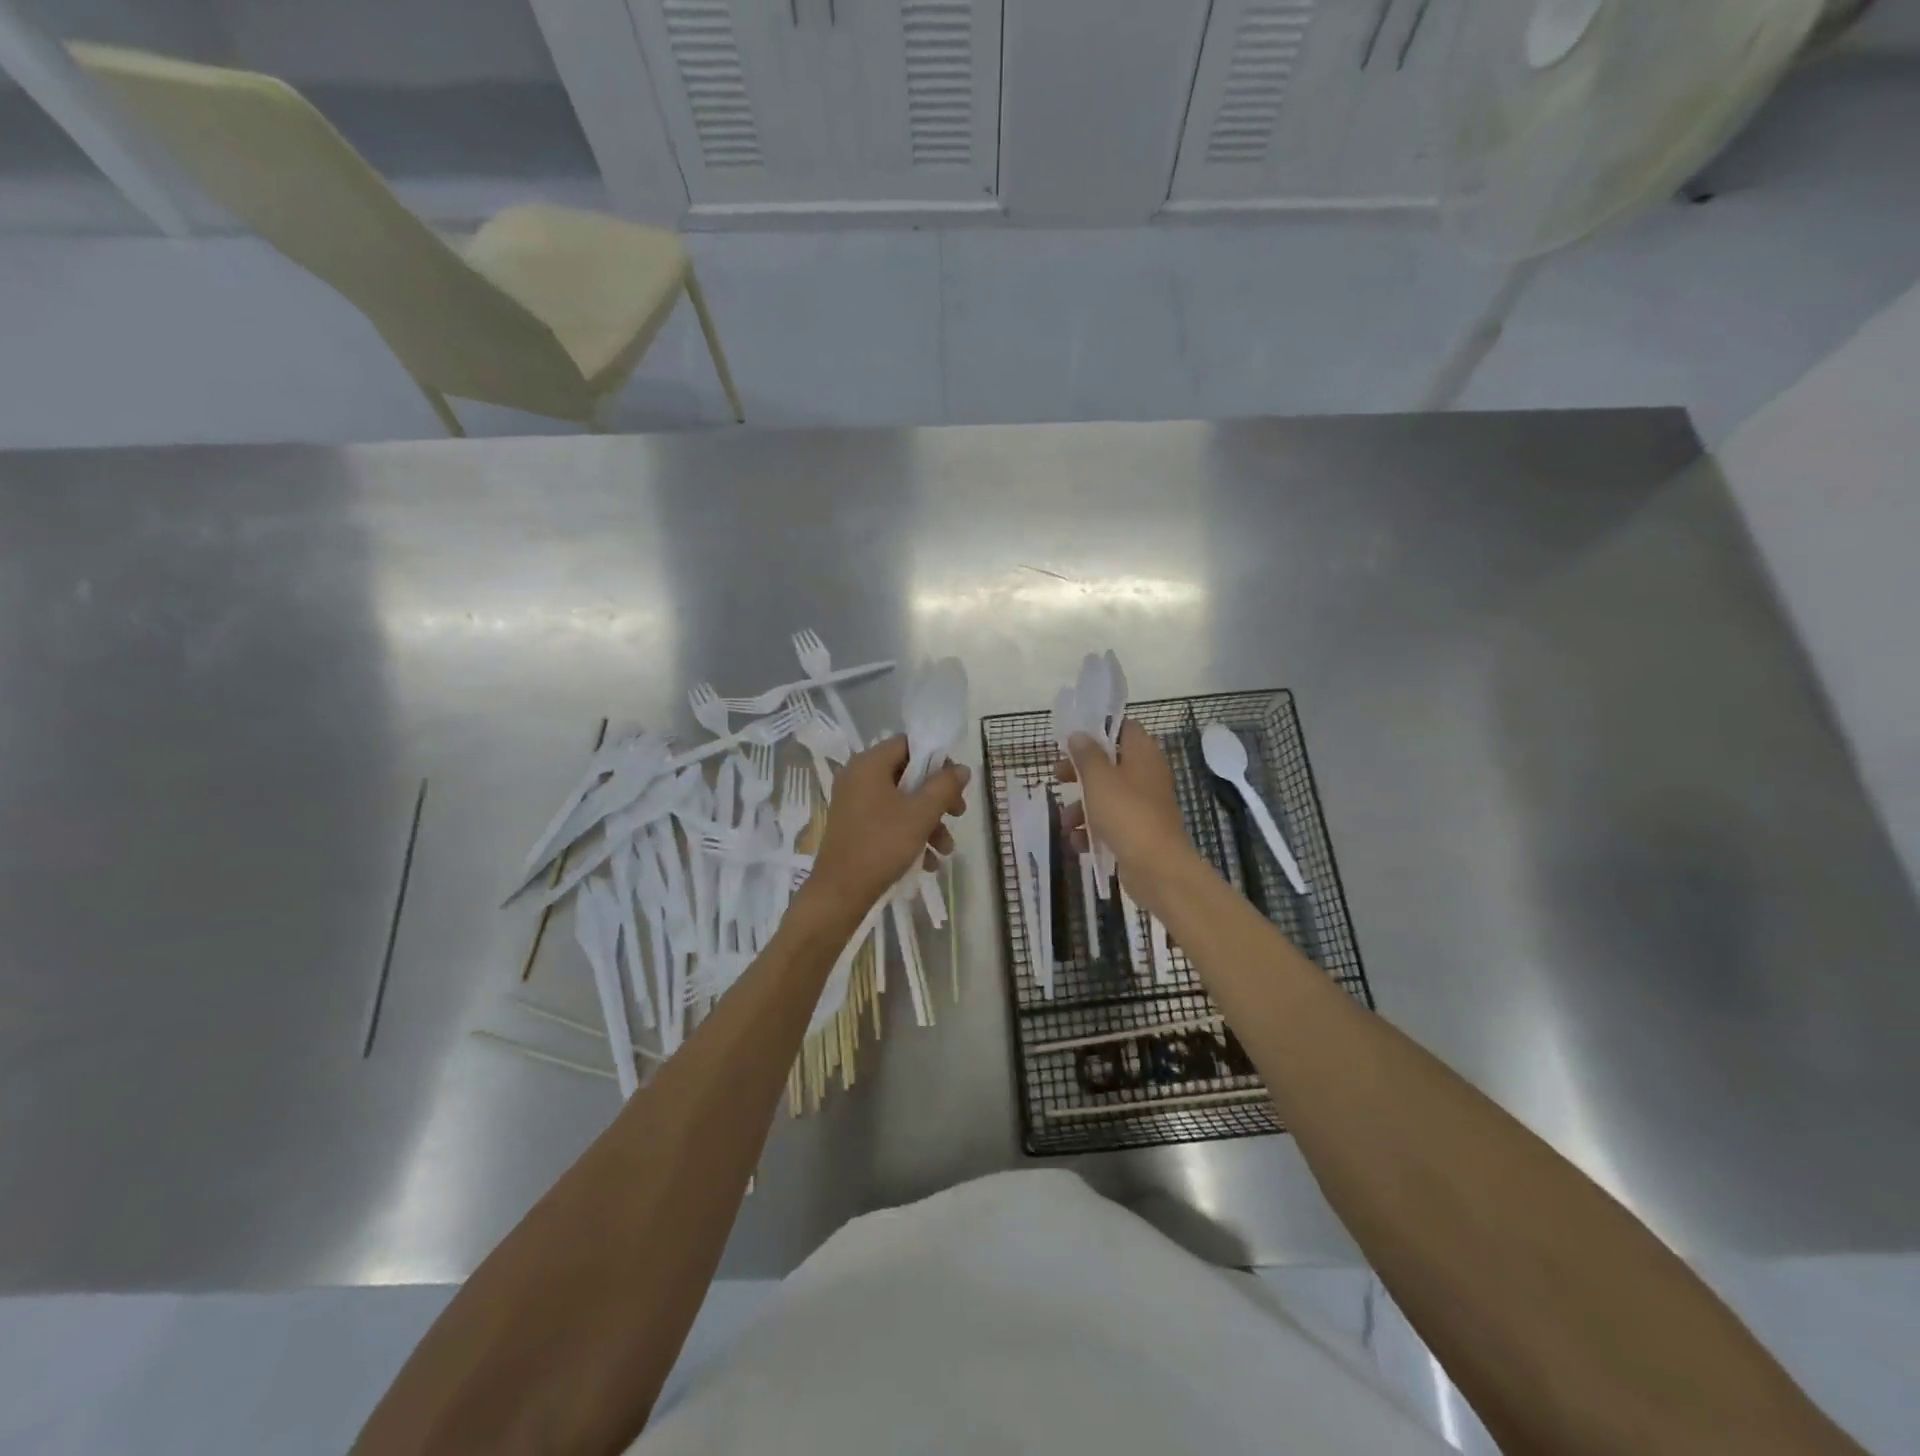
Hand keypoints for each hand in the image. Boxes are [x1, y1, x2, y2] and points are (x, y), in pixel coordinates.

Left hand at [802, 736, 968, 921]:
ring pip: (901, 802)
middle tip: (958, 814)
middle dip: (937, 798)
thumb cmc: (881, 844)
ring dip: (928, 822)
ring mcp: (853, 803)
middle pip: (907, 775)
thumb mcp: (921, 814)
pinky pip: (888, 821)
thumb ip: (944, 786)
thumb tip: (961, 768)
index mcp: (869, 764)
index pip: (907, 744)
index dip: (936, 759)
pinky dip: (909, 835)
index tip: (955, 783)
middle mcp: (857, 777)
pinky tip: (928, 862)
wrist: (840, 893)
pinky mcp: (854, 827)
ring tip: (945, 850)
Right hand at [1055, 720, 1200, 912]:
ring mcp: (1144, 806)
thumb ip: (1086, 755)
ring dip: (1082, 807)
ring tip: (1065, 822)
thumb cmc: (1126, 814)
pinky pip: (1111, 823)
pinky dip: (1093, 830)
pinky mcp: (1139, 832)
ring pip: (1107, 796)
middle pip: (1110, 763)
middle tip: (1058, 776)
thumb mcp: (1099, 779)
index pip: (1125, 728)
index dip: (1100, 730)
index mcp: (1142, 755)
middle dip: (1081, 772)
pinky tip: (1078, 843)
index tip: (1074, 739)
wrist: (1157, 868)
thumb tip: (1079, 735)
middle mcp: (1146, 776)